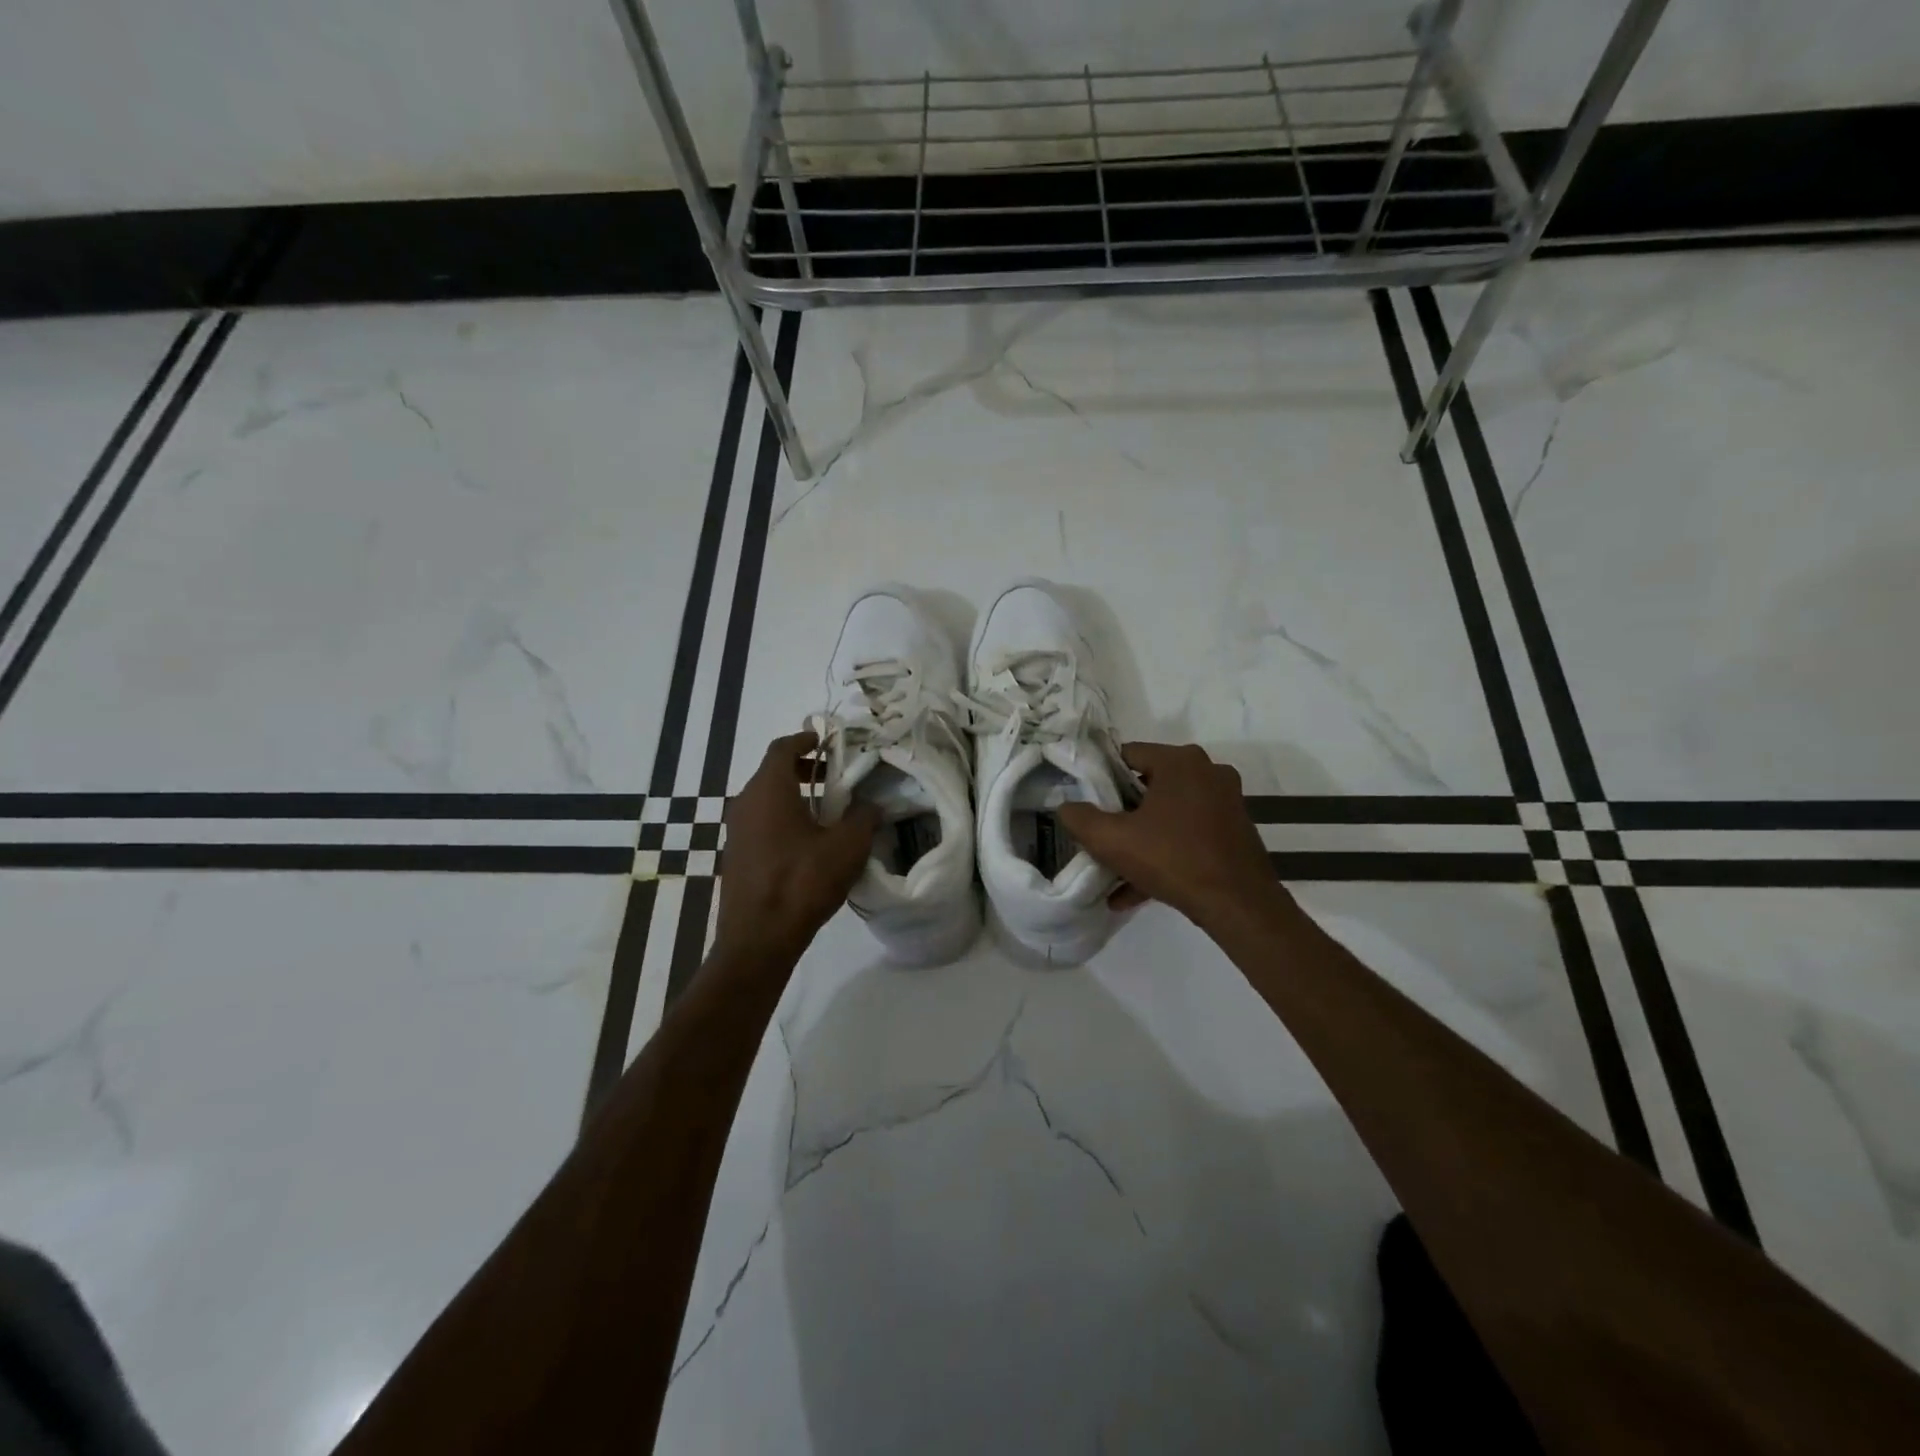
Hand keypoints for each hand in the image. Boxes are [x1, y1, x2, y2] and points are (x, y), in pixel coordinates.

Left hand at [714, 731, 881, 961]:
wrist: (758, 939)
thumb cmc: (803, 882)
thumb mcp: (847, 847)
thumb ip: (864, 818)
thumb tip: (871, 805)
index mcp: (769, 790)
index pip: (782, 748)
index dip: (805, 740)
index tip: (825, 742)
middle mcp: (745, 803)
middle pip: (772, 773)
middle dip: (803, 770)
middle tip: (833, 779)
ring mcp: (736, 831)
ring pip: (765, 799)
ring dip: (794, 797)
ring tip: (826, 813)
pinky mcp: (736, 856)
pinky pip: (760, 823)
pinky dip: (782, 819)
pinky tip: (807, 844)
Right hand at [1057, 742, 1278, 925]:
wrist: (1239, 906)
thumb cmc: (1173, 859)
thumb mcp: (1113, 840)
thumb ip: (1081, 819)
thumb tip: (1065, 807)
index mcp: (1180, 762)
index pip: (1128, 754)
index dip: (1102, 779)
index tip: (1088, 804)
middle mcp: (1208, 772)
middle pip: (1149, 785)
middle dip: (1122, 812)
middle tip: (1101, 836)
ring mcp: (1226, 802)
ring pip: (1168, 814)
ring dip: (1141, 839)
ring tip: (1115, 871)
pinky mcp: (1234, 830)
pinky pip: (1188, 835)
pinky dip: (1165, 854)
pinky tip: (1136, 891)